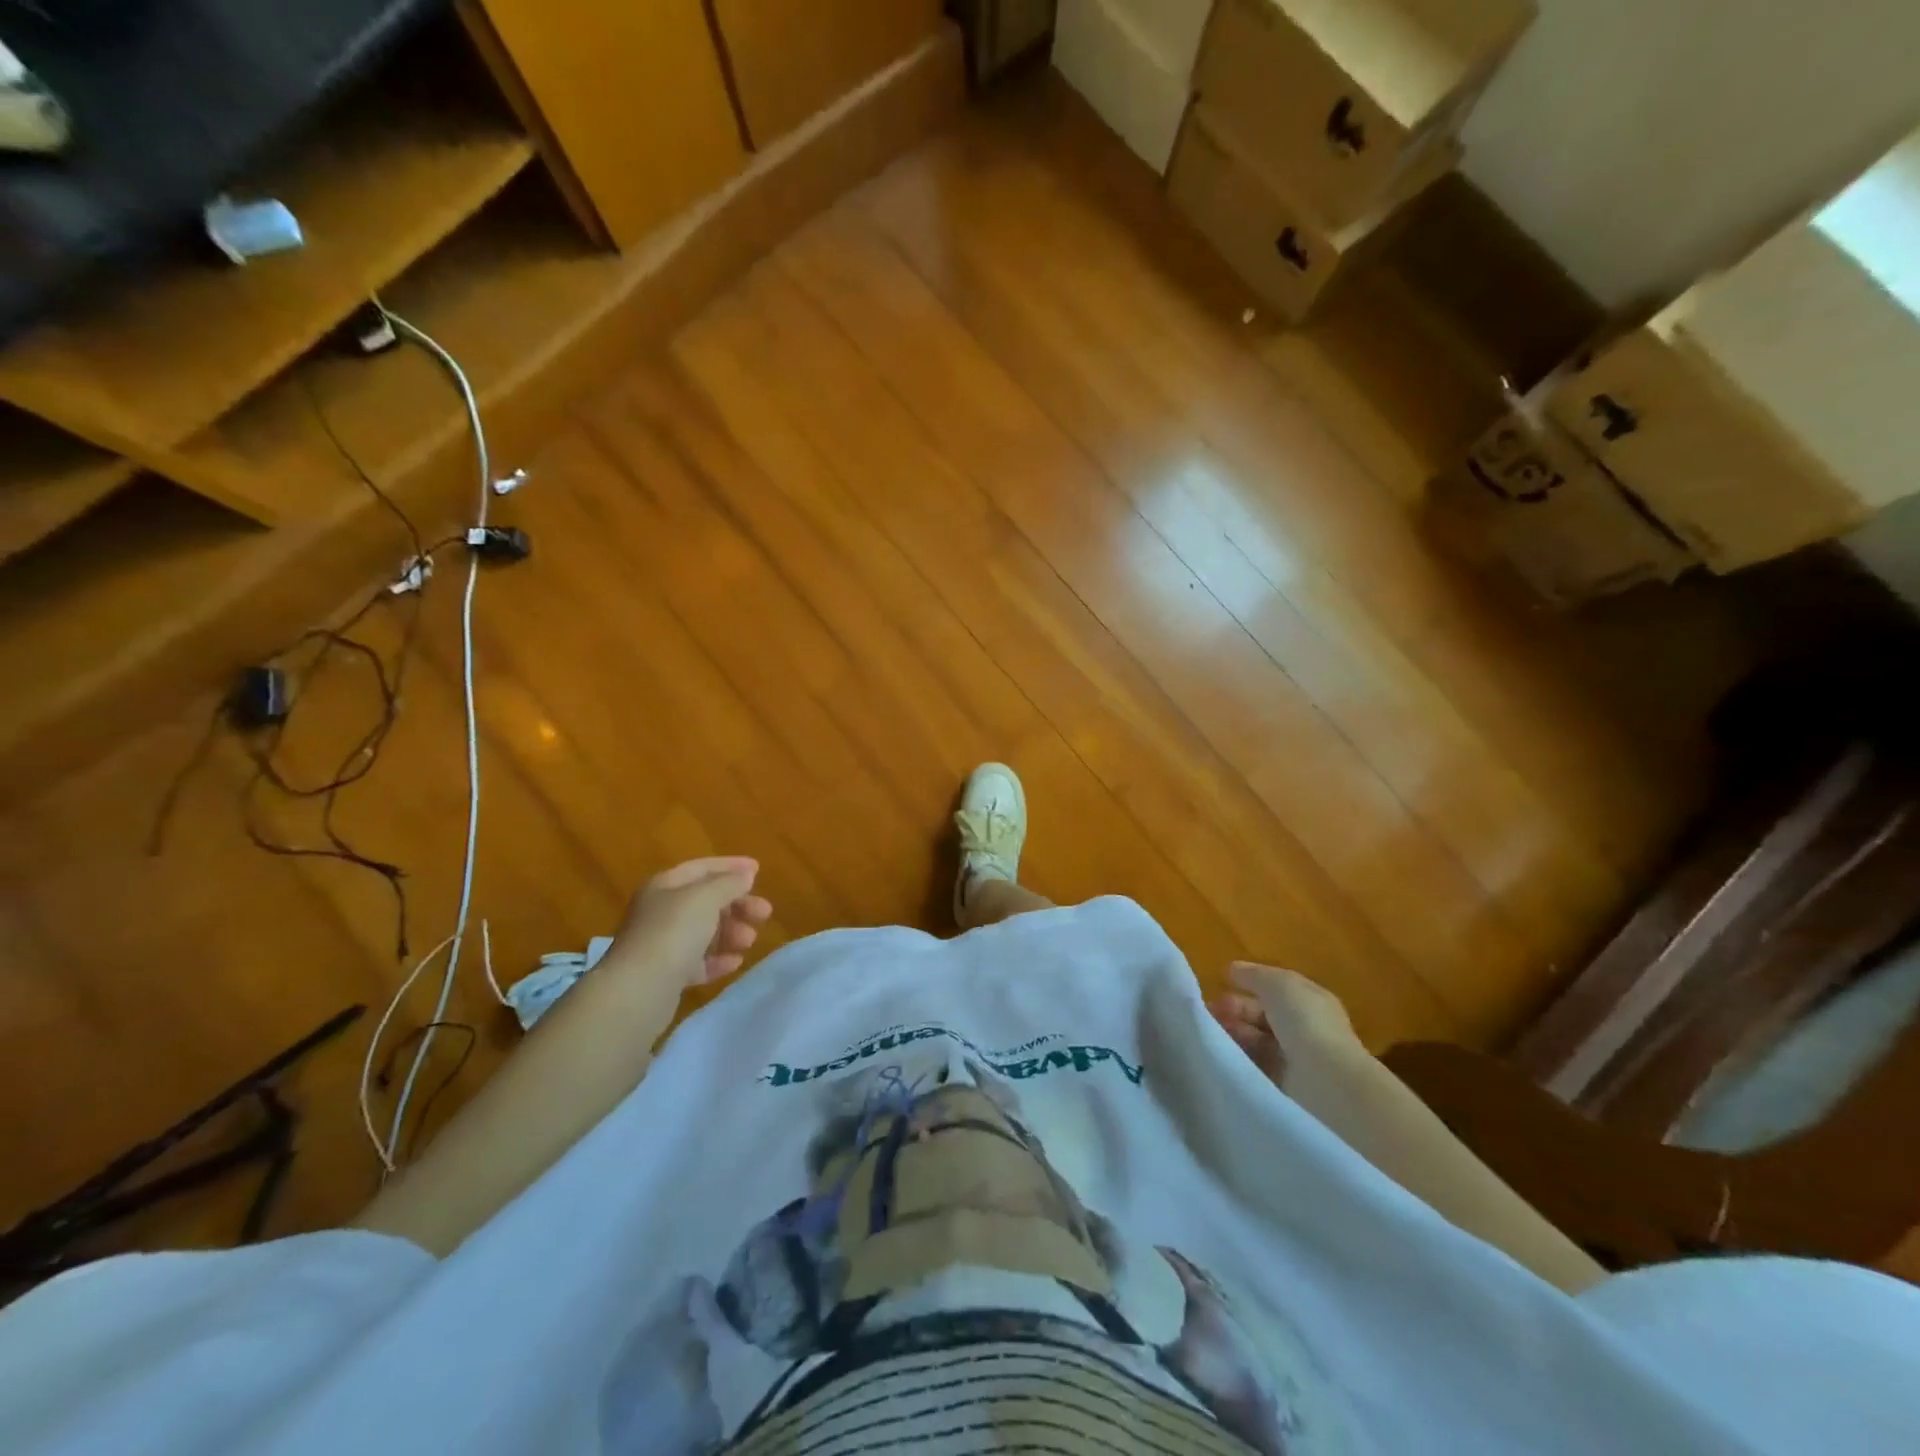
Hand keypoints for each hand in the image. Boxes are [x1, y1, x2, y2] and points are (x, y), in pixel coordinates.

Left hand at [611, 857, 772, 993]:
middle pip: (705, 901)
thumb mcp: (706, 898)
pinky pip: (697, 962)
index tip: (759, 870)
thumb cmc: (673, 933)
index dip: (731, 866)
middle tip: (764, 913)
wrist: (638, 991)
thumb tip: (745, 875)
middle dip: (737, 904)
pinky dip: (718, 960)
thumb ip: (729, 884)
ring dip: (730, 932)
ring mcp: (661, 944)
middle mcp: (660, 911)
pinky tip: (735, 962)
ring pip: (703, 932)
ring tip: (750, 940)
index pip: (702, 868)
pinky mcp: (665, 975)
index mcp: (665, 885)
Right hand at [1209, 962, 1361, 1087]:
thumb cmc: (1305, 1022)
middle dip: (1236, 1009)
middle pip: (1263, 1014)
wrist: (1325, 1079)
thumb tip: (1233, 969)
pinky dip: (1239, 1056)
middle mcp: (1305, 1027)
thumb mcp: (1278, 984)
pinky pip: (1256, 1064)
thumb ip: (1254, 975)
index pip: (1276, 988)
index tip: (1222, 983)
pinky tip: (1223, 1051)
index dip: (1250, 983)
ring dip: (1234, 1032)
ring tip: (1211, 1030)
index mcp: (1310, 1000)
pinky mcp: (1285, 1084)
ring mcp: (1296, 1057)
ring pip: (1256, 1039)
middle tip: (1210, 1010)